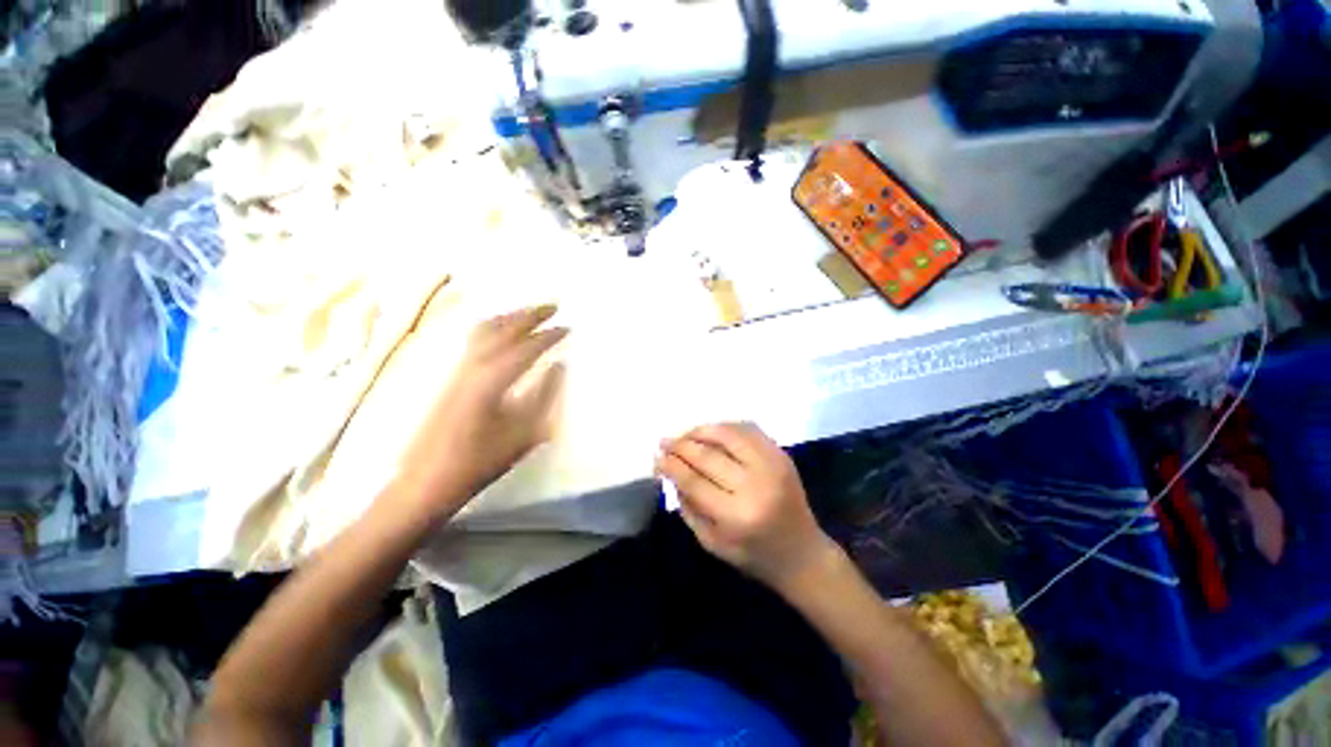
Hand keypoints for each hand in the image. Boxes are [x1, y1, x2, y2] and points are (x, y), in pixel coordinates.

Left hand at [394, 304, 566, 518]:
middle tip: (553, 305)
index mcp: (491, 381)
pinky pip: (475, 340)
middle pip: (502, 329)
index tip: (568, 327)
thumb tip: (559, 367)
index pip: (525, 348)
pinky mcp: (450, 376)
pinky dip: (495, 327)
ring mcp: (457, 369)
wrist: (428, 480)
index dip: (548, 336)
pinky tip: (504, 332)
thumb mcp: (524, 432)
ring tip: (531, 313)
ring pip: (484, 330)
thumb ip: (545, 396)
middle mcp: (472, 367)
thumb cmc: (480, 461)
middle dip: (529, 314)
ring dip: (510, 317)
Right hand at [656, 422, 837, 591]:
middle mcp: (755, 485)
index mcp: (736, 515)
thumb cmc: (752, 554)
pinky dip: (726, 427)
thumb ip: (688, 506)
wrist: (802, 553)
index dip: (671, 465)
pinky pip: (748, 429)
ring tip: (686, 435)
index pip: (693, 480)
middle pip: (708, 454)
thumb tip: (670, 471)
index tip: (657, 456)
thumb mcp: (711, 542)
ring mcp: (772, 465)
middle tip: (665, 441)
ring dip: (701, 430)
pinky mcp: (781, 455)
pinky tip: (712, 432)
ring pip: (728, 433)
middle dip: (681, 445)